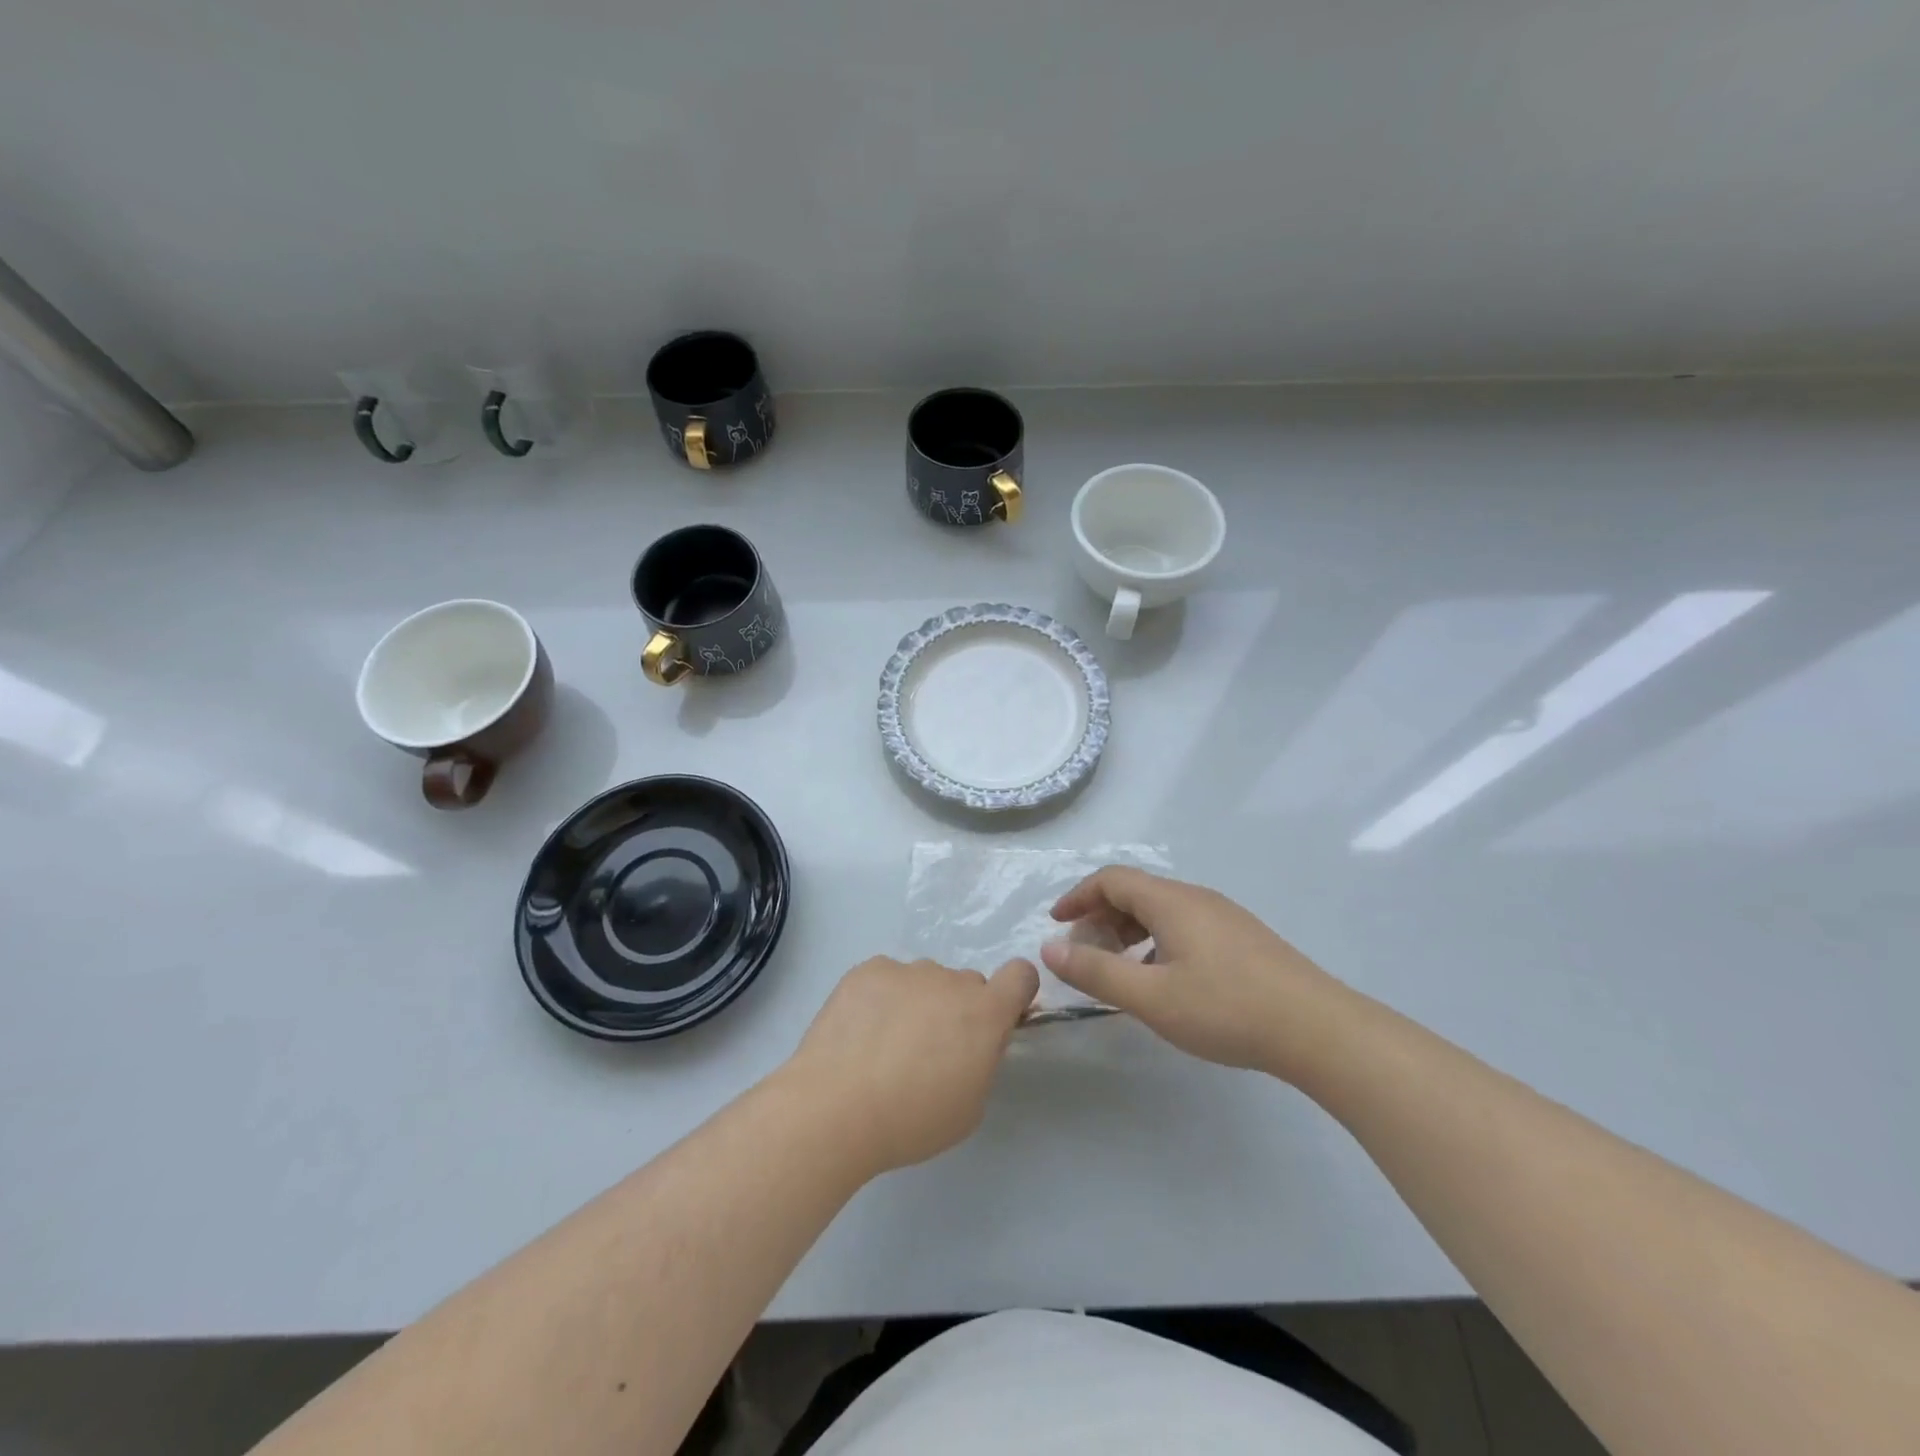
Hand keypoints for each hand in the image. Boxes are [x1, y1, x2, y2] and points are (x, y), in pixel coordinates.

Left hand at [784, 956, 1039, 1174]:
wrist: (835, 1108)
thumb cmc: (911, 1120)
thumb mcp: (970, 1106)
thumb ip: (983, 1061)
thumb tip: (975, 1042)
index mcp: (984, 1013)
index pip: (1021, 975)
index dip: (1016, 993)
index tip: (1000, 1019)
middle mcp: (950, 980)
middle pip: (967, 984)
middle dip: (960, 1010)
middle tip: (931, 1050)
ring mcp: (906, 970)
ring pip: (925, 980)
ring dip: (920, 1002)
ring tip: (885, 1045)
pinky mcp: (868, 970)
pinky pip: (888, 977)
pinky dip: (883, 997)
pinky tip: (861, 1032)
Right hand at [1040, 866, 1353, 1081]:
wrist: (1318, 1029)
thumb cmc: (1226, 1009)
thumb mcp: (1150, 997)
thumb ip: (1096, 972)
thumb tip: (1050, 948)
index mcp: (1171, 901)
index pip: (1111, 879)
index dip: (1077, 896)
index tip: (1056, 924)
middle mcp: (1196, 898)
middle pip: (1135, 892)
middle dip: (1100, 916)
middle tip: (1083, 953)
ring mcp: (1223, 916)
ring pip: (1161, 910)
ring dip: (1128, 930)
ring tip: (1117, 968)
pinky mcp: (1242, 938)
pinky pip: (1184, 925)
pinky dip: (1156, 941)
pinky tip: (1162, 978)